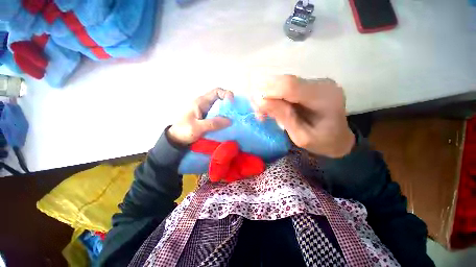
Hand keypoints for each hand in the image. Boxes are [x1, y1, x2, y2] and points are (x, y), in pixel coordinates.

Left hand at [168, 88, 233, 144]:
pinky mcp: (208, 118)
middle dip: (229, 105)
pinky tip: (227, 125)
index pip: (217, 92)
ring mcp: (207, 111)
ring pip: (220, 108)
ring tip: (233, 120)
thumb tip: (230, 120)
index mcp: (201, 102)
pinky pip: (218, 115)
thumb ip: (213, 124)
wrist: (176, 139)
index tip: (232, 104)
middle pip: (220, 99)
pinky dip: (224, 118)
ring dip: (227, 113)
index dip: (226, 95)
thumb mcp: (197, 127)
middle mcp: (205, 104)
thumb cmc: (184, 131)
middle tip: (235, 114)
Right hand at [253, 75, 354, 157]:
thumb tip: (260, 100)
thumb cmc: (323, 141)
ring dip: (268, 96)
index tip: (257, 106)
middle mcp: (321, 84)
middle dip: (265, 94)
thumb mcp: (302, 137)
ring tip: (264, 113)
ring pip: (282, 82)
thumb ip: (284, 117)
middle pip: (284, 81)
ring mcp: (315, 82)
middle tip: (259, 113)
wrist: (339, 137)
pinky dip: (274, 96)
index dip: (268, 92)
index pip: (290, 86)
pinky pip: (285, 86)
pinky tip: (272, 108)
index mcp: (324, 98)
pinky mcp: (308, 84)